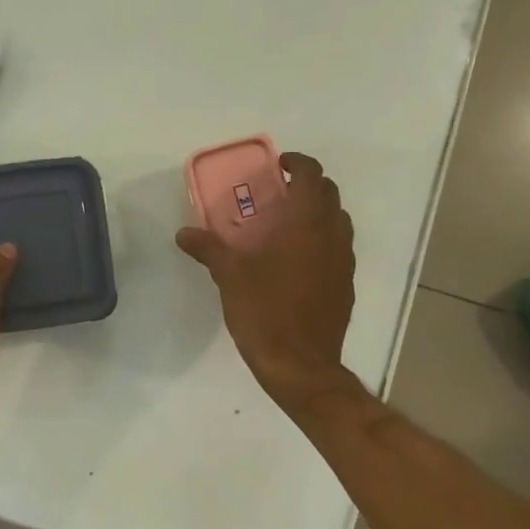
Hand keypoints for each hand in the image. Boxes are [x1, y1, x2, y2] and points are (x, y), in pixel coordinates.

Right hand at [176, 152, 356, 411]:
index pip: (312, 175)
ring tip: (286, 225)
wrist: (301, 365)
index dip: (297, 163)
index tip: (277, 167)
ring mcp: (344, 261)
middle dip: (306, 186)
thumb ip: (208, 249)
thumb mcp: (230, 276)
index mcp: (306, 224)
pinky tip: (295, 262)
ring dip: (317, 213)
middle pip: (329, 194)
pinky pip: (338, 249)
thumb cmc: (265, 312)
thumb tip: (183, 233)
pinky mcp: (345, 285)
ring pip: (338, 221)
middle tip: (277, 193)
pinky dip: (321, 241)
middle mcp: (332, 235)